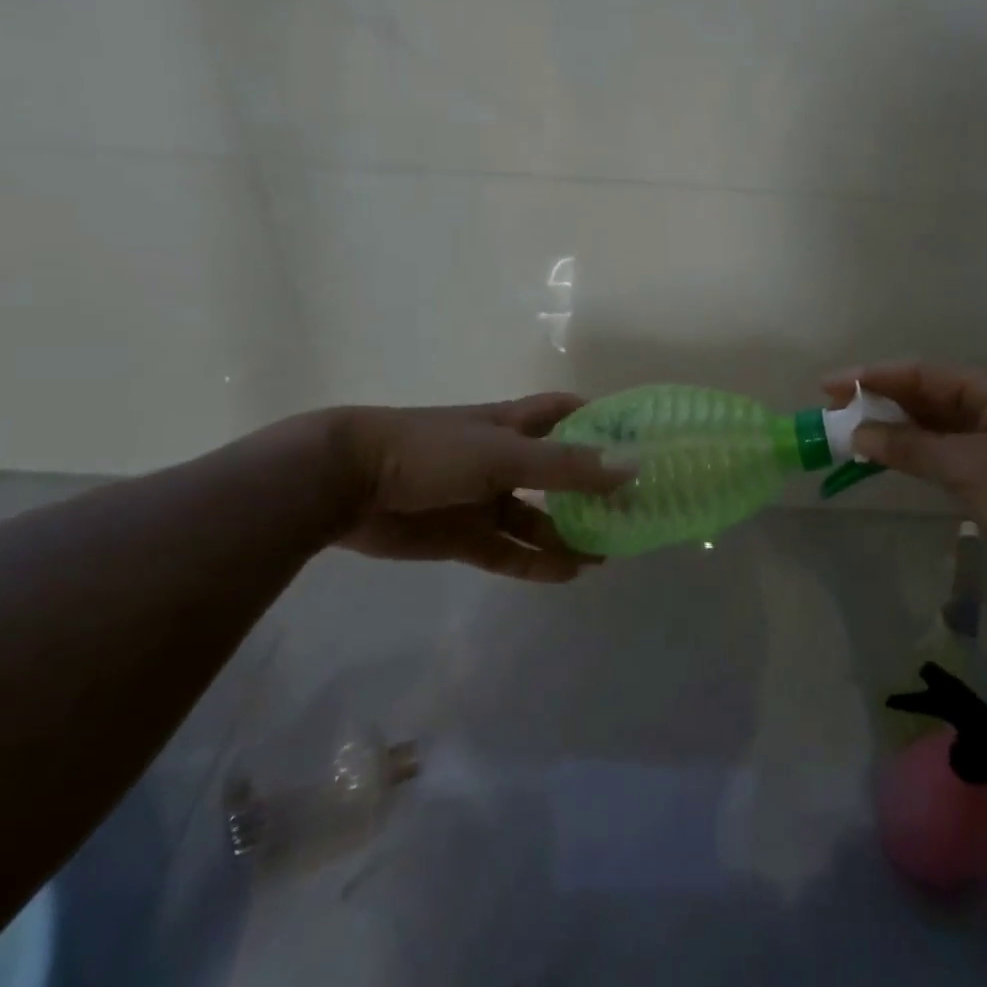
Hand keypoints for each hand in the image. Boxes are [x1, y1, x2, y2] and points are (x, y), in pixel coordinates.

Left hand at [328, 394, 628, 582]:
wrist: (348, 483)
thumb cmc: (434, 450)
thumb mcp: (505, 453)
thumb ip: (566, 465)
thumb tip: (632, 468)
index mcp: (512, 424)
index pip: (565, 413)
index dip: (599, 421)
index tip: (638, 440)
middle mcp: (502, 459)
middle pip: (557, 472)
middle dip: (591, 489)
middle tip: (632, 510)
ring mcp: (482, 499)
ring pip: (535, 518)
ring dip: (568, 533)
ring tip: (608, 551)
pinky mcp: (462, 537)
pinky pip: (508, 550)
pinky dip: (537, 562)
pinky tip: (569, 572)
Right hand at [823, 363, 986, 608]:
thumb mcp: (972, 471)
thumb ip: (912, 448)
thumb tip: (859, 432)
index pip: (923, 373)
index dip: (872, 377)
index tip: (827, 386)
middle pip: (932, 394)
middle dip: (884, 403)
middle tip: (835, 414)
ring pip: (944, 423)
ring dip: (903, 429)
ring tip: (856, 435)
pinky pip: (958, 448)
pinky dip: (926, 452)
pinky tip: (900, 459)